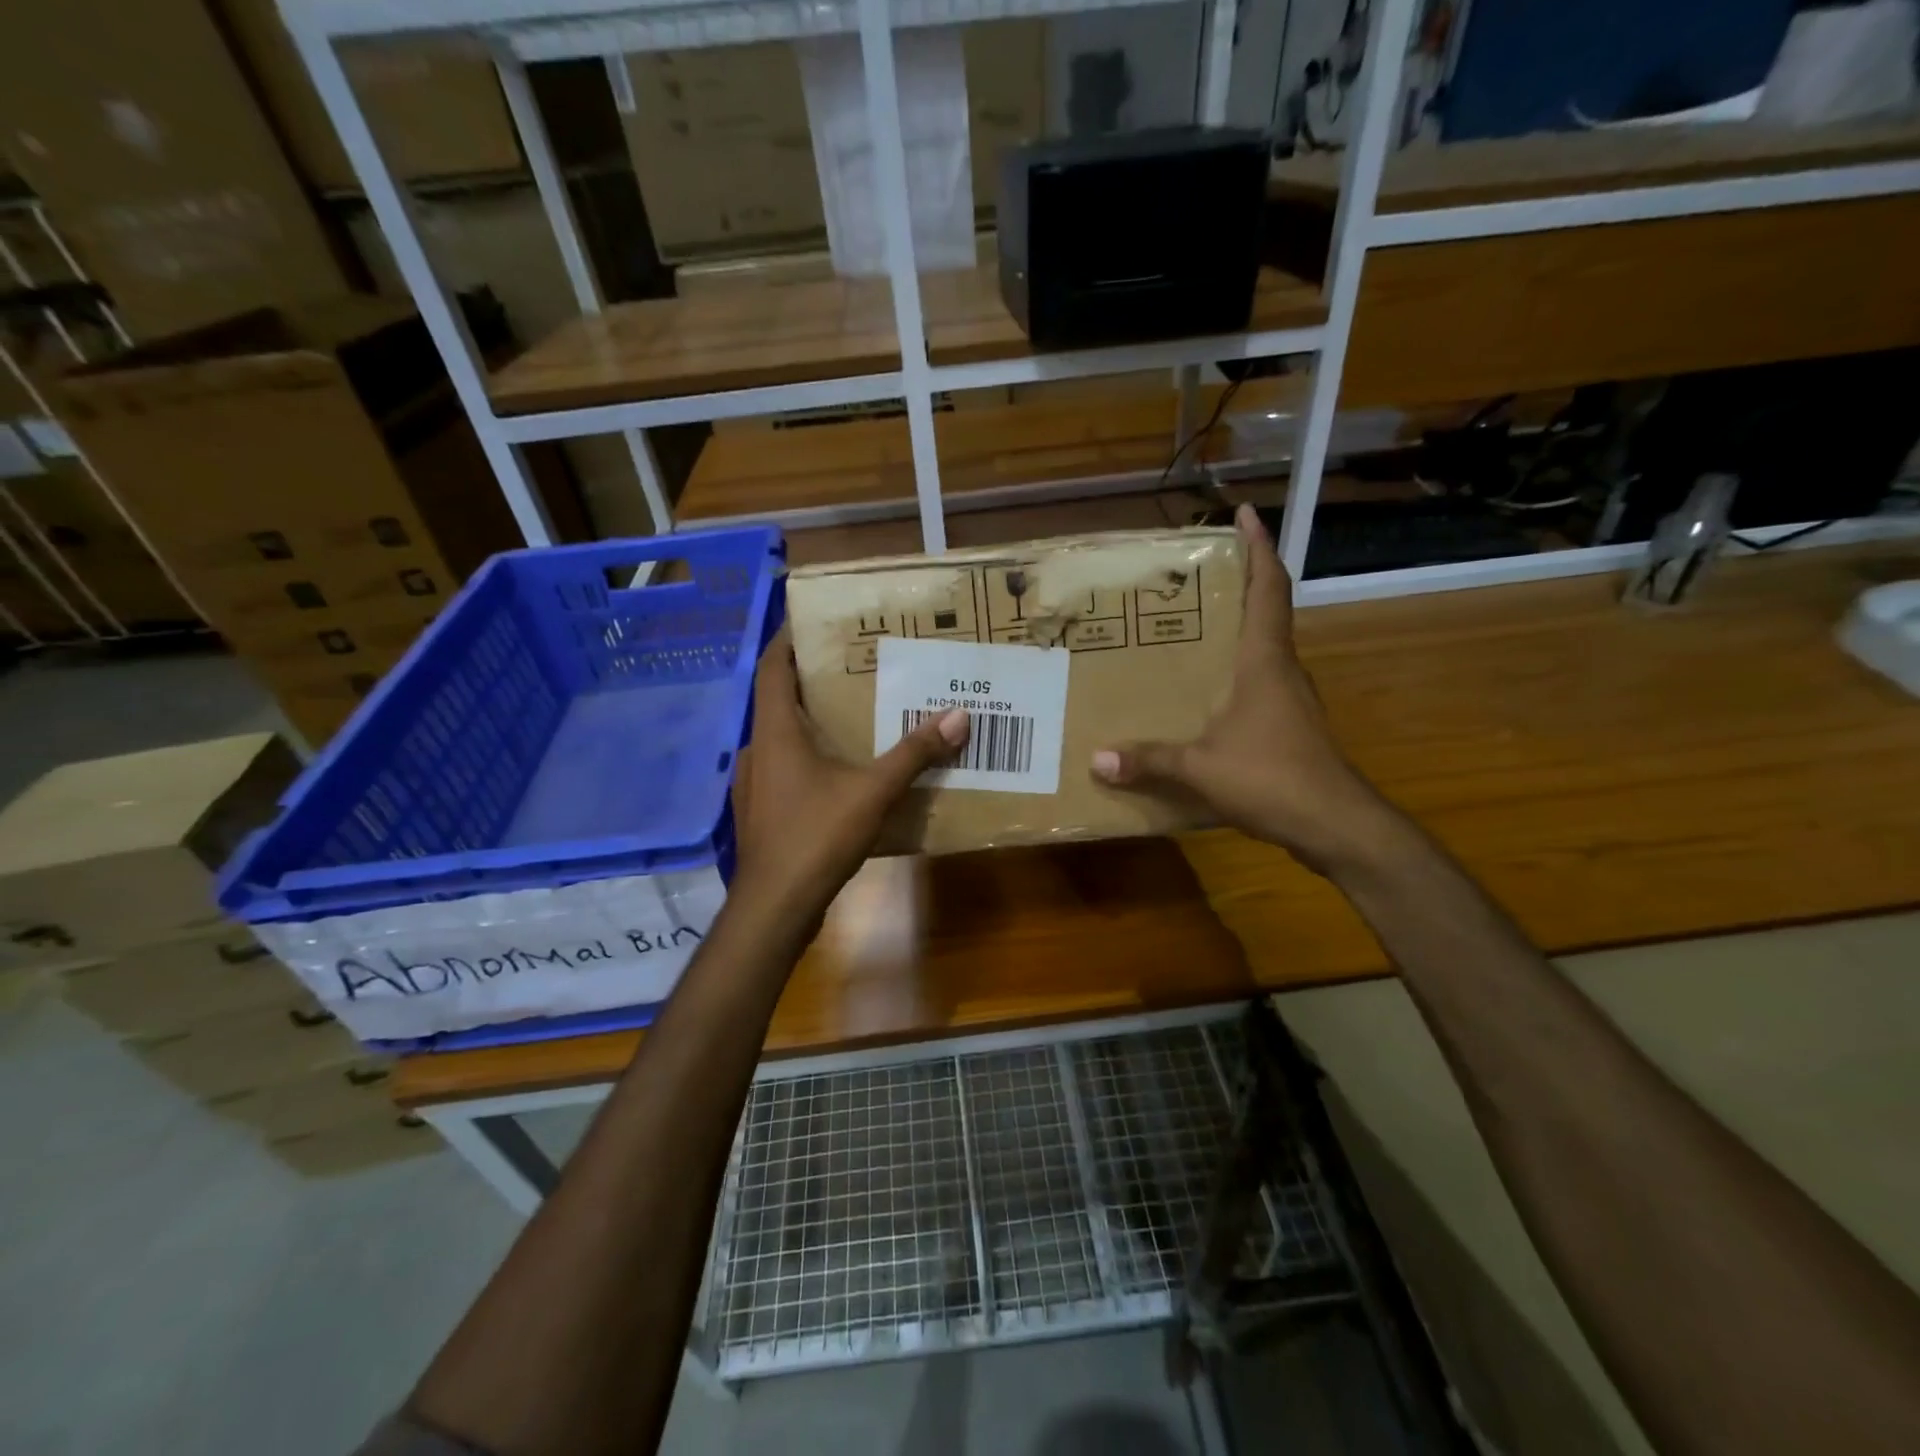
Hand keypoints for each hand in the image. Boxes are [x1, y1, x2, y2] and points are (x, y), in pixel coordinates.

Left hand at [729, 625, 967, 932]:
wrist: (775, 908)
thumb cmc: (816, 837)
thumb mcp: (873, 791)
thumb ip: (914, 753)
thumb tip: (958, 716)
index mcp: (775, 732)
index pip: (771, 668)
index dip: (785, 640)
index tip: (810, 621)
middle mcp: (758, 750)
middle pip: (778, 702)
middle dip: (809, 682)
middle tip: (850, 668)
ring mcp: (755, 785)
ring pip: (782, 740)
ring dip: (810, 724)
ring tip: (851, 718)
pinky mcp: (762, 813)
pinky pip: (785, 771)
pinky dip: (808, 760)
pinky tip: (839, 774)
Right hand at [1091, 503, 1398, 873]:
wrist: (1336, 826)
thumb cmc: (1272, 777)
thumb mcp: (1200, 767)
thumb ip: (1150, 760)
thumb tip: (1097, 759)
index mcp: (1265, 661)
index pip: (1268, 589)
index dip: (1259, 548)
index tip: (1245, 514)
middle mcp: (1282, 671)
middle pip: (1266, 613)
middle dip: (1238, 584)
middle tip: (1193, 576)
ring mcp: (1290, 701)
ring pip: (1262, 652)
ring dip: (1234, 632)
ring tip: (1188, 632)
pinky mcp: (1290, 729)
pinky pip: (1258, 687)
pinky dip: (1233, 676)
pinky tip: (1203, 697)